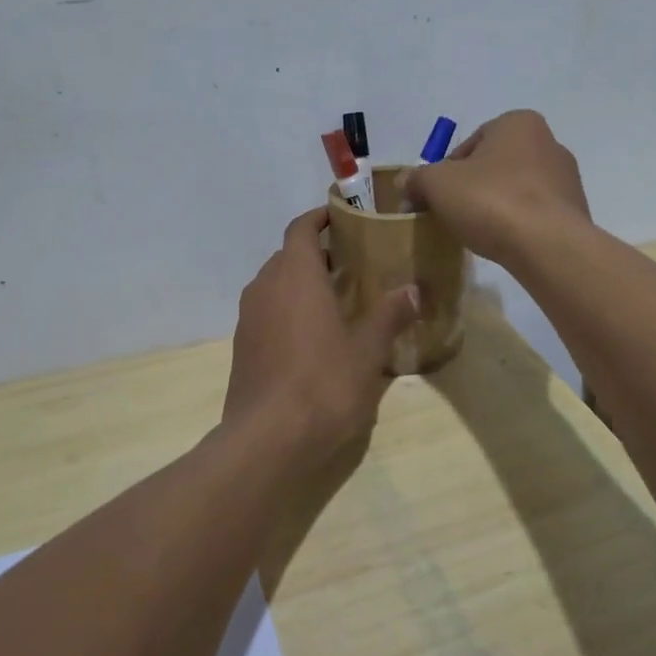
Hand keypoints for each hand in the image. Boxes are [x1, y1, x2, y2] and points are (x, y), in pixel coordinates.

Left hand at [222, 209, 419, 462]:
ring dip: (302, 281)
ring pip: (276, 283)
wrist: (267, 440)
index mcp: (295, 275)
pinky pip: (268, 310)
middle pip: (288, 254)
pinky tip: (315, 333)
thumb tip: (413, 289)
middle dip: (317, 252)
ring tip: (338, 296)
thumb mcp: (367, 350)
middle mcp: (265, 287)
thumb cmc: (323, 384)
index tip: (344, 216)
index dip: (320, 217)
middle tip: (354, 261)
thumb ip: (389, 314)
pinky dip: (289, 307)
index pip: (301, 228)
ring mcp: (248, 318)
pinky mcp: (243, 346)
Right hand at [402, 110, 590, 269]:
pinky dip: (518, 224)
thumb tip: (405, 183)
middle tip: (453, 214)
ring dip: (497, 206)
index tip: (436, 198)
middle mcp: (549, 142)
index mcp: (518, 123)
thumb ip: (418, 179)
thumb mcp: (438, 184)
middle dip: (473, 187)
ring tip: (479, 232)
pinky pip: (535, 213)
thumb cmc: (491, 200)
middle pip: (495, 166)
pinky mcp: (575, 211)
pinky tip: (505, 243)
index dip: (446, 171)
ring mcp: (567, 178)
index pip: (470, 144)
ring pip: (517, 189)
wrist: (548, 246)